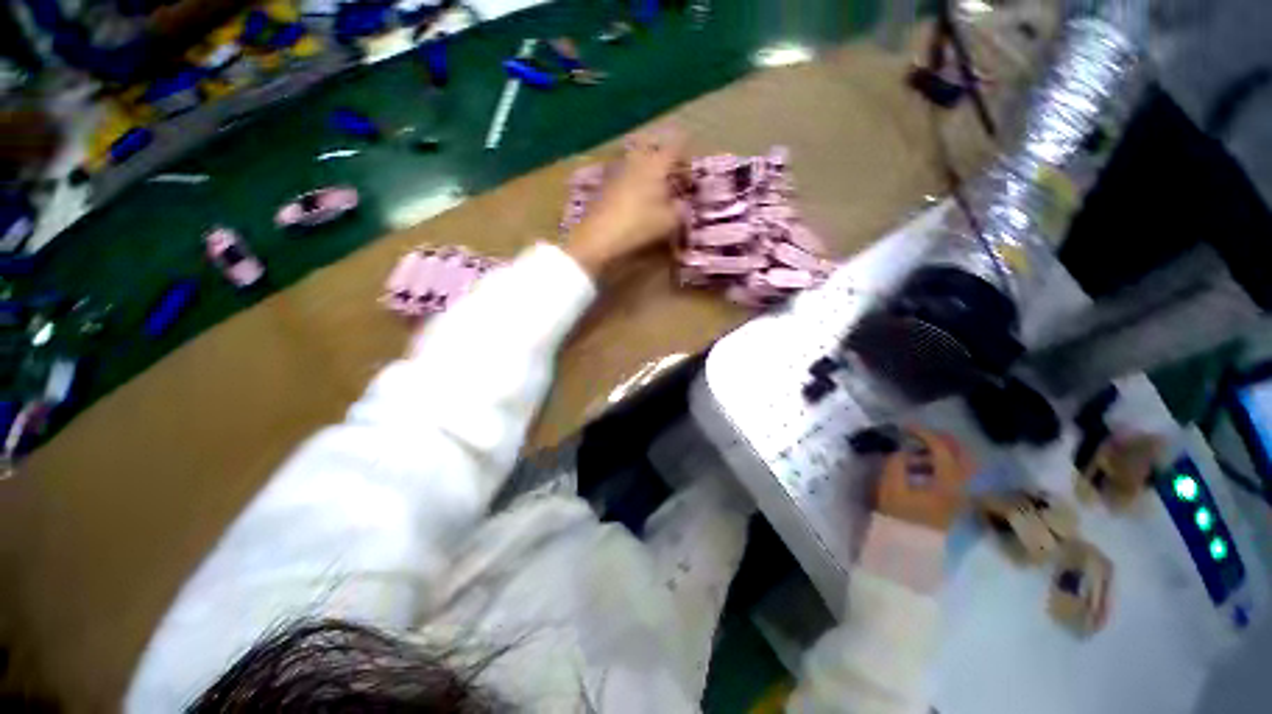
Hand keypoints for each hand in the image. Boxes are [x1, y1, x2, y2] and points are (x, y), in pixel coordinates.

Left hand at [565, 130, 686, 276]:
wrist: (599, 237)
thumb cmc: (639, 225)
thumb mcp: (669, 221)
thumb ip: (680, 209)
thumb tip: (681, 204)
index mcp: (655, 164)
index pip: (676, 148)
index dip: (686, 160)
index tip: (691, 177)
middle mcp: (636, 161)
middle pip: (653, 150)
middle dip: (665, 162)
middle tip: (672, 180)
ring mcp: (618, 171)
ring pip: (637, 163)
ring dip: (649, 173)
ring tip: (656, 194)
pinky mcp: (605, 186)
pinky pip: (626, 177)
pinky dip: (635, 184)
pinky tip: (637, 203)